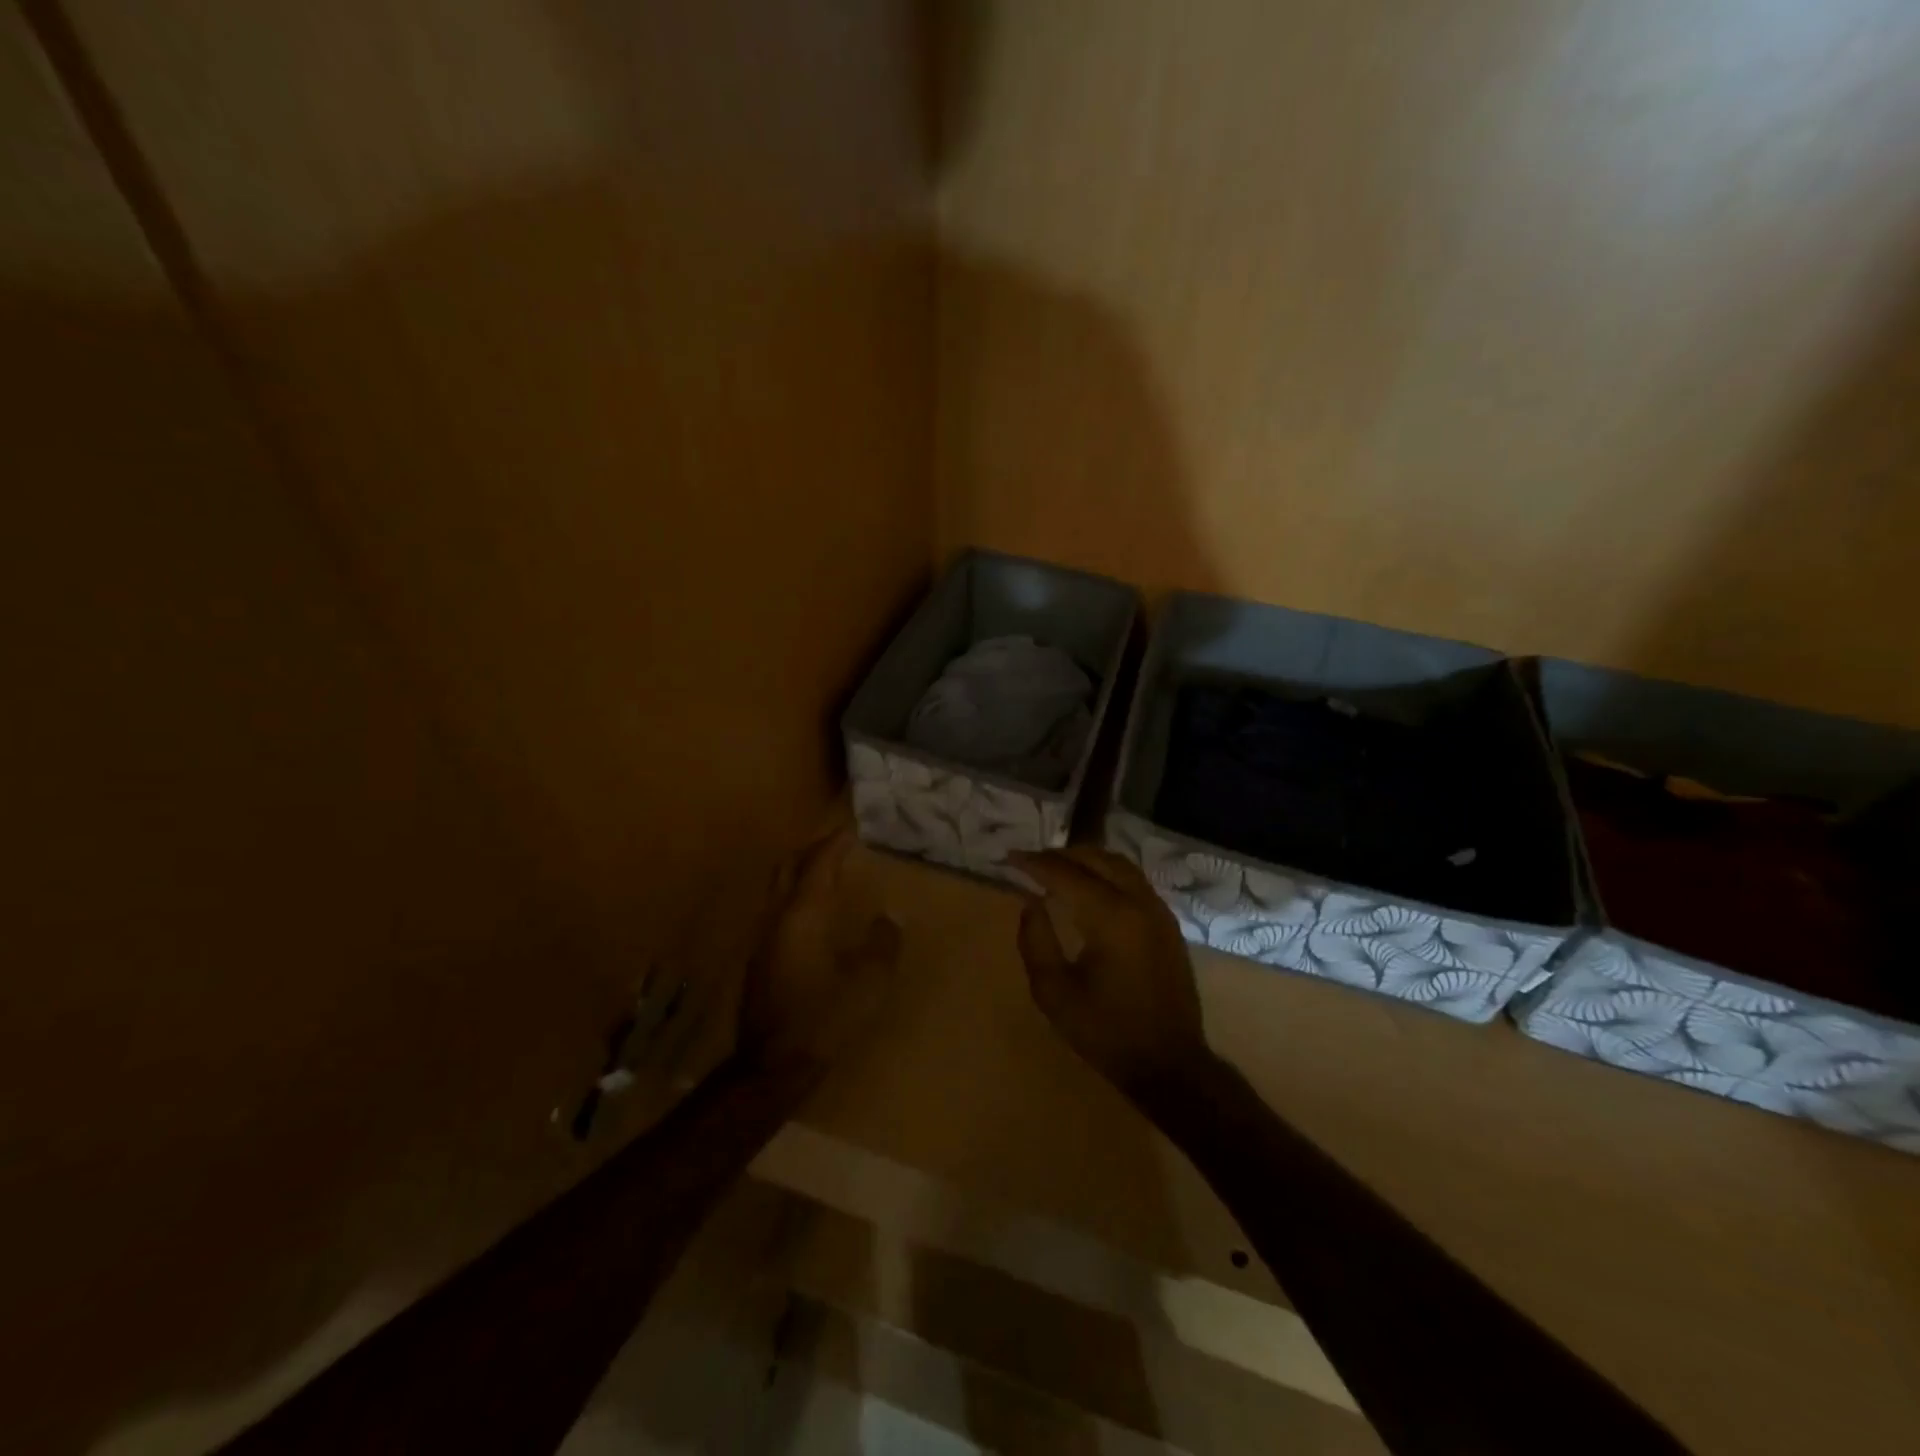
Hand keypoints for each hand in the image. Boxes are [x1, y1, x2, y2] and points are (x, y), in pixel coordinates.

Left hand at [736, 826, 900, 1080]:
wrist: (772, 1065)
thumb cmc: (824, 1019)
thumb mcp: (867, 982)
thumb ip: (882, 943)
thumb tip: (891, 916)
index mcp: (803, 916)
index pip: (818, 865)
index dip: (835, 844)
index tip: (851, 829)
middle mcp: (777, 919)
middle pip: (789, 868)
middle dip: (812, 850)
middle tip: (837, 845)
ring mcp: (763, 940)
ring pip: (779, 889)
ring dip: (801, 873)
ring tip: (828, 872)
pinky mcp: (760, 961)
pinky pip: (778, 911)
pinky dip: (797, 897)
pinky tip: (813, 914)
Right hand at [1012, 847, 1211, 1095]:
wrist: (1169, 1063)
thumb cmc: (1106, 1031)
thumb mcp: (1055, 992)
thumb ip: (1036, 941)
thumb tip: (1030, 903)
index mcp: (1111, 917)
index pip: (1066, 874)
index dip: (1035, 863)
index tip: (1009, 857)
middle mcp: (1138, 902)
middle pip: (1096, 859)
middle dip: (1060, 855)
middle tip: (1030, 861)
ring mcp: (1158, 910)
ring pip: (1119, 864)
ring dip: (1086, 860)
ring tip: (1056, 868)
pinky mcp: (1167, 923)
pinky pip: (1133, 880)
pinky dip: (1106, 872)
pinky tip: (1089, 887)